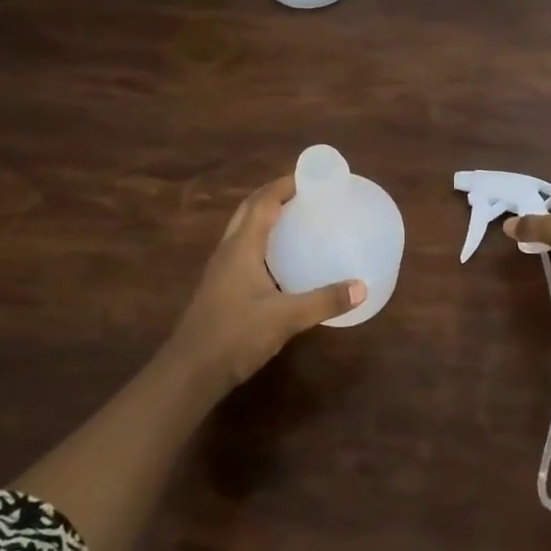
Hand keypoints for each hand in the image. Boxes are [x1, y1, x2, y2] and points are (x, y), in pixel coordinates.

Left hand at [159, 174, 364, 393]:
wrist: (189, 373)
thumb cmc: (235, 336)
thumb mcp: (285, 318)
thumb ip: (324, 301)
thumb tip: (361, 287)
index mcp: (242, 247)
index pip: (263, 201)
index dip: (285, 184)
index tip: (312, 177)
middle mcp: (229, 250)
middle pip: (250, 209)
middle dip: (275, 195)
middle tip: (306, 193)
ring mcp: (221, 270)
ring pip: (243, 229)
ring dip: (266, 216)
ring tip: (297, 218)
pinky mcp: (221, 288)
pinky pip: (243, 250)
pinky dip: (263, 240)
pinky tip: (281, 259)